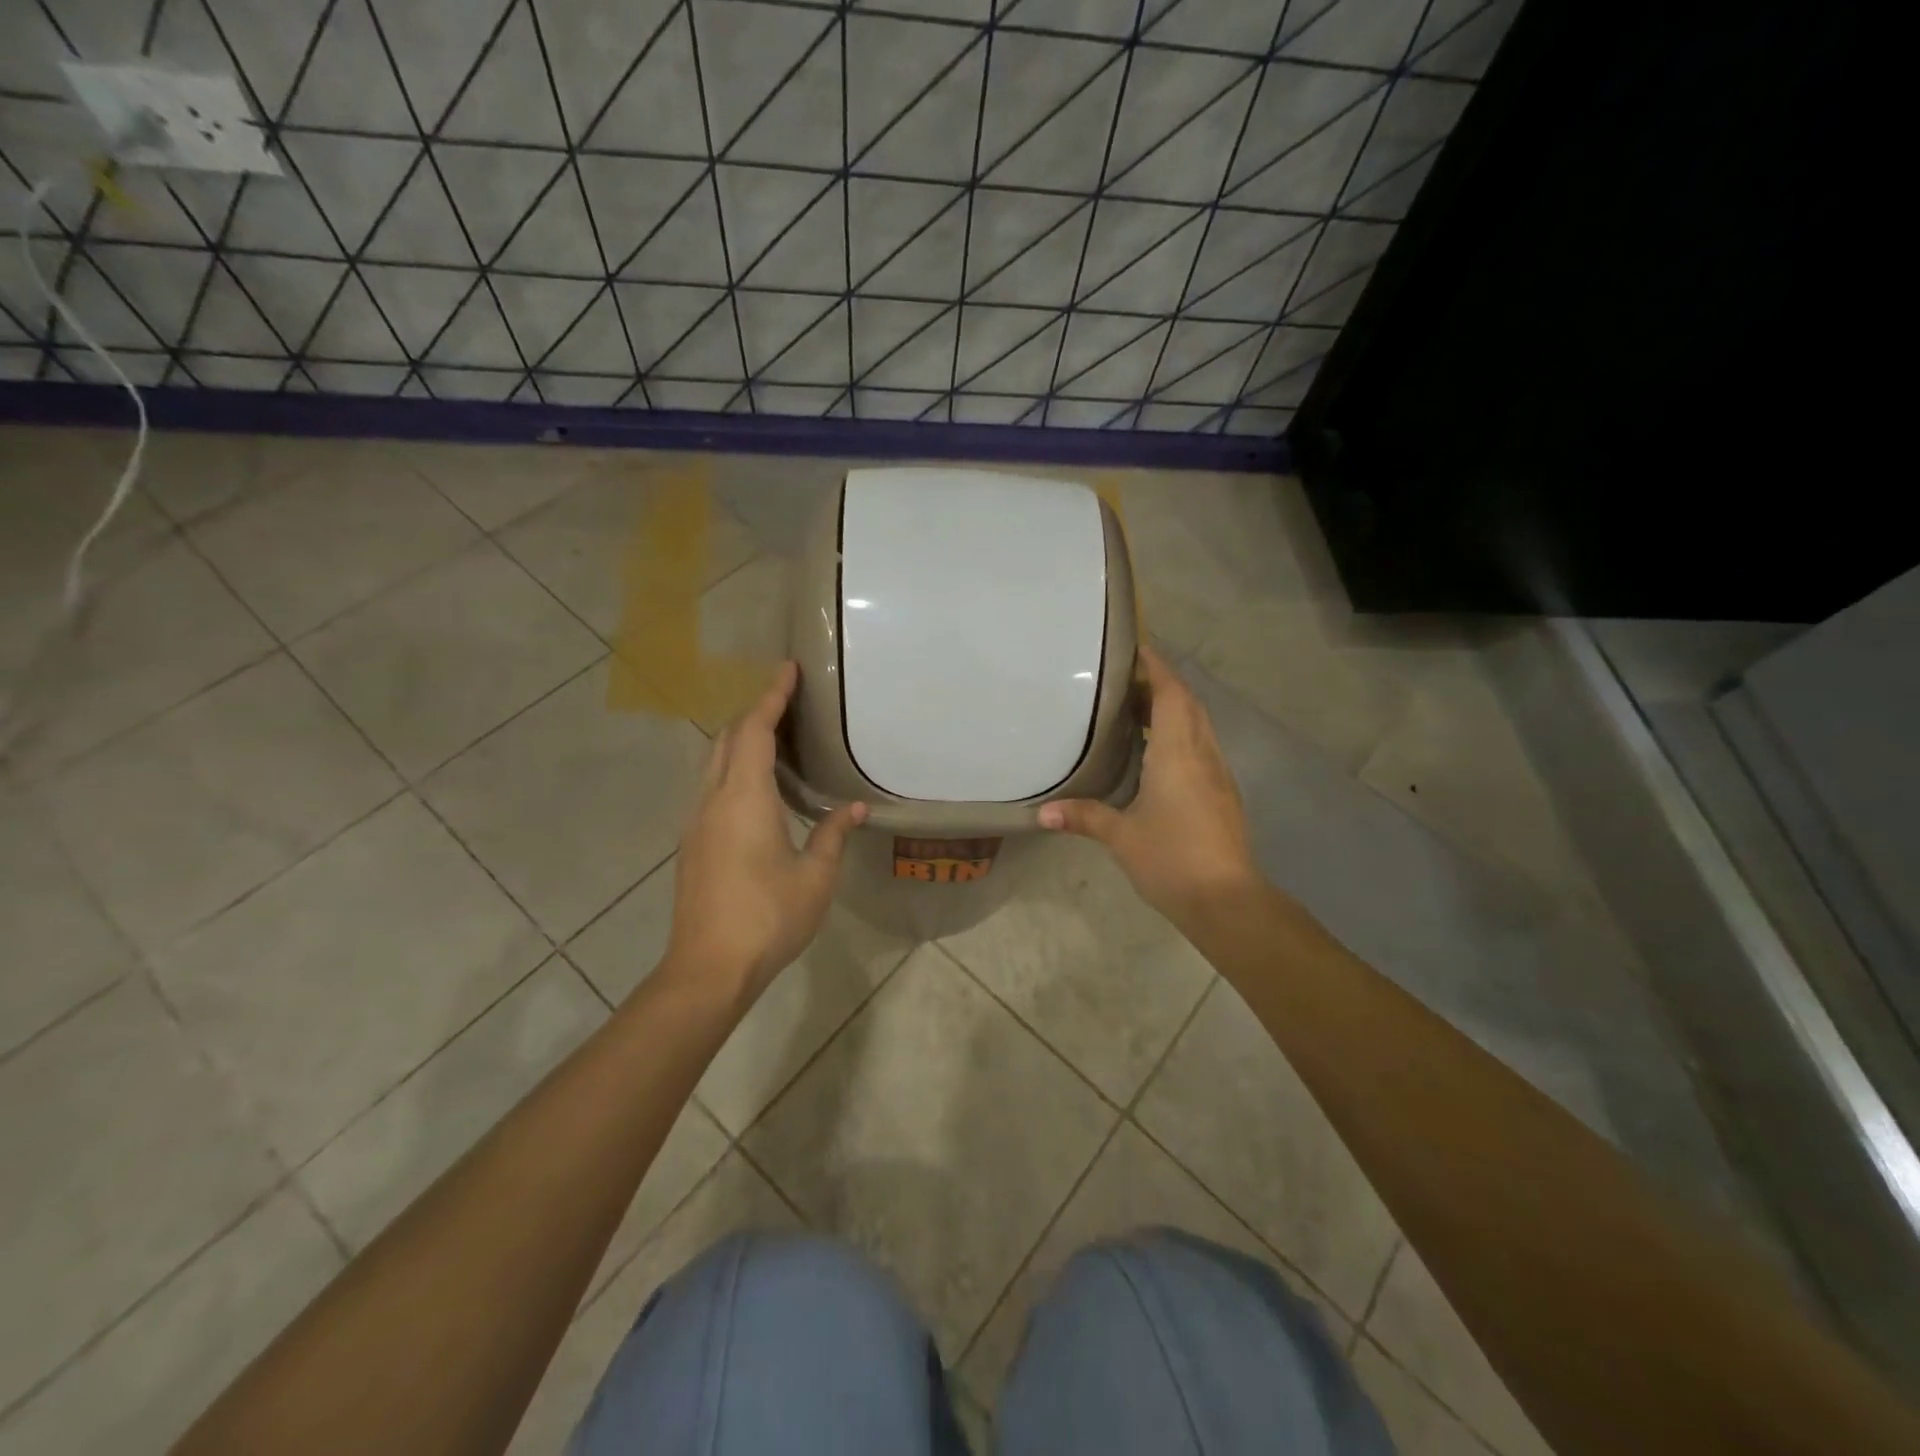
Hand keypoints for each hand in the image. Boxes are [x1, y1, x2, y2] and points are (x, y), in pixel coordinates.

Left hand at [663, 662, 865, 1007]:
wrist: (708, 968)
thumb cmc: (767, 918)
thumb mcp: (815, 877)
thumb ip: (834, 835)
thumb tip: (854, 807)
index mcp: (744, 798)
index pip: (756, 731)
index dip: (772, 696)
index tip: (787, 669)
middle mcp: (714, 799)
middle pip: (729, 738)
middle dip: (755, 711)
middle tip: (787, 698)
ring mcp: (697, 821)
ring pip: (715, 761)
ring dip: (741, 738)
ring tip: (775, 734)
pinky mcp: (692, 842)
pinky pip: (712, 784)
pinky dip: (733, 765)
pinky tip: (755, 783)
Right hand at [1039, 644, 1259, 924]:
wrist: (1226, 900)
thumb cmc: (1171, 858)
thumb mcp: (1120, 836)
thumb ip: (1083, 817)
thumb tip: (1041, 813)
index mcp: (1178, 753)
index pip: (1171, 694)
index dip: (1157, 668)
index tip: (1137, 649)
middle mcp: (1203, 754)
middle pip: (1188, 704)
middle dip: (1162, 685)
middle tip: (1126, 681)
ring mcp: (1218, 774)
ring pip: (1199, 726)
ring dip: (1175, 710)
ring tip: (1138, 710)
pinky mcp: (1224, 794)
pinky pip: (1203, 748)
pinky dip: (1183, 735)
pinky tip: (1160, 753)